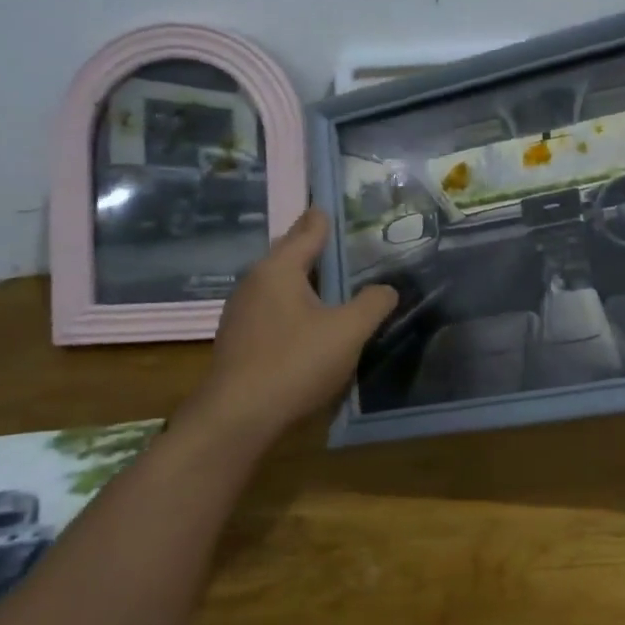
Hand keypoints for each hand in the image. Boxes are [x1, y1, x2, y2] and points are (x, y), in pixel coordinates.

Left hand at [197, 208, 396, 441]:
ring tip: (332, 280)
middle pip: (289, 253)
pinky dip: (293, 303)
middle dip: (314, 246)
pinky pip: (272, 307)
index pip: (308, 230)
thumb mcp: (348, 332)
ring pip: (279, 283)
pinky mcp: (238, 339)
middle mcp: (254, 281)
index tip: (335, 205)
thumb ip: (373, 304)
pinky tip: (309, 320)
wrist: (237, 419)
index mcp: (279, 268)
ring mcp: (241, 311)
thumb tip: (387, 289)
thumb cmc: (295, 363)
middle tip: (342, 241)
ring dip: (304, 278)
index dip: (325, 218)